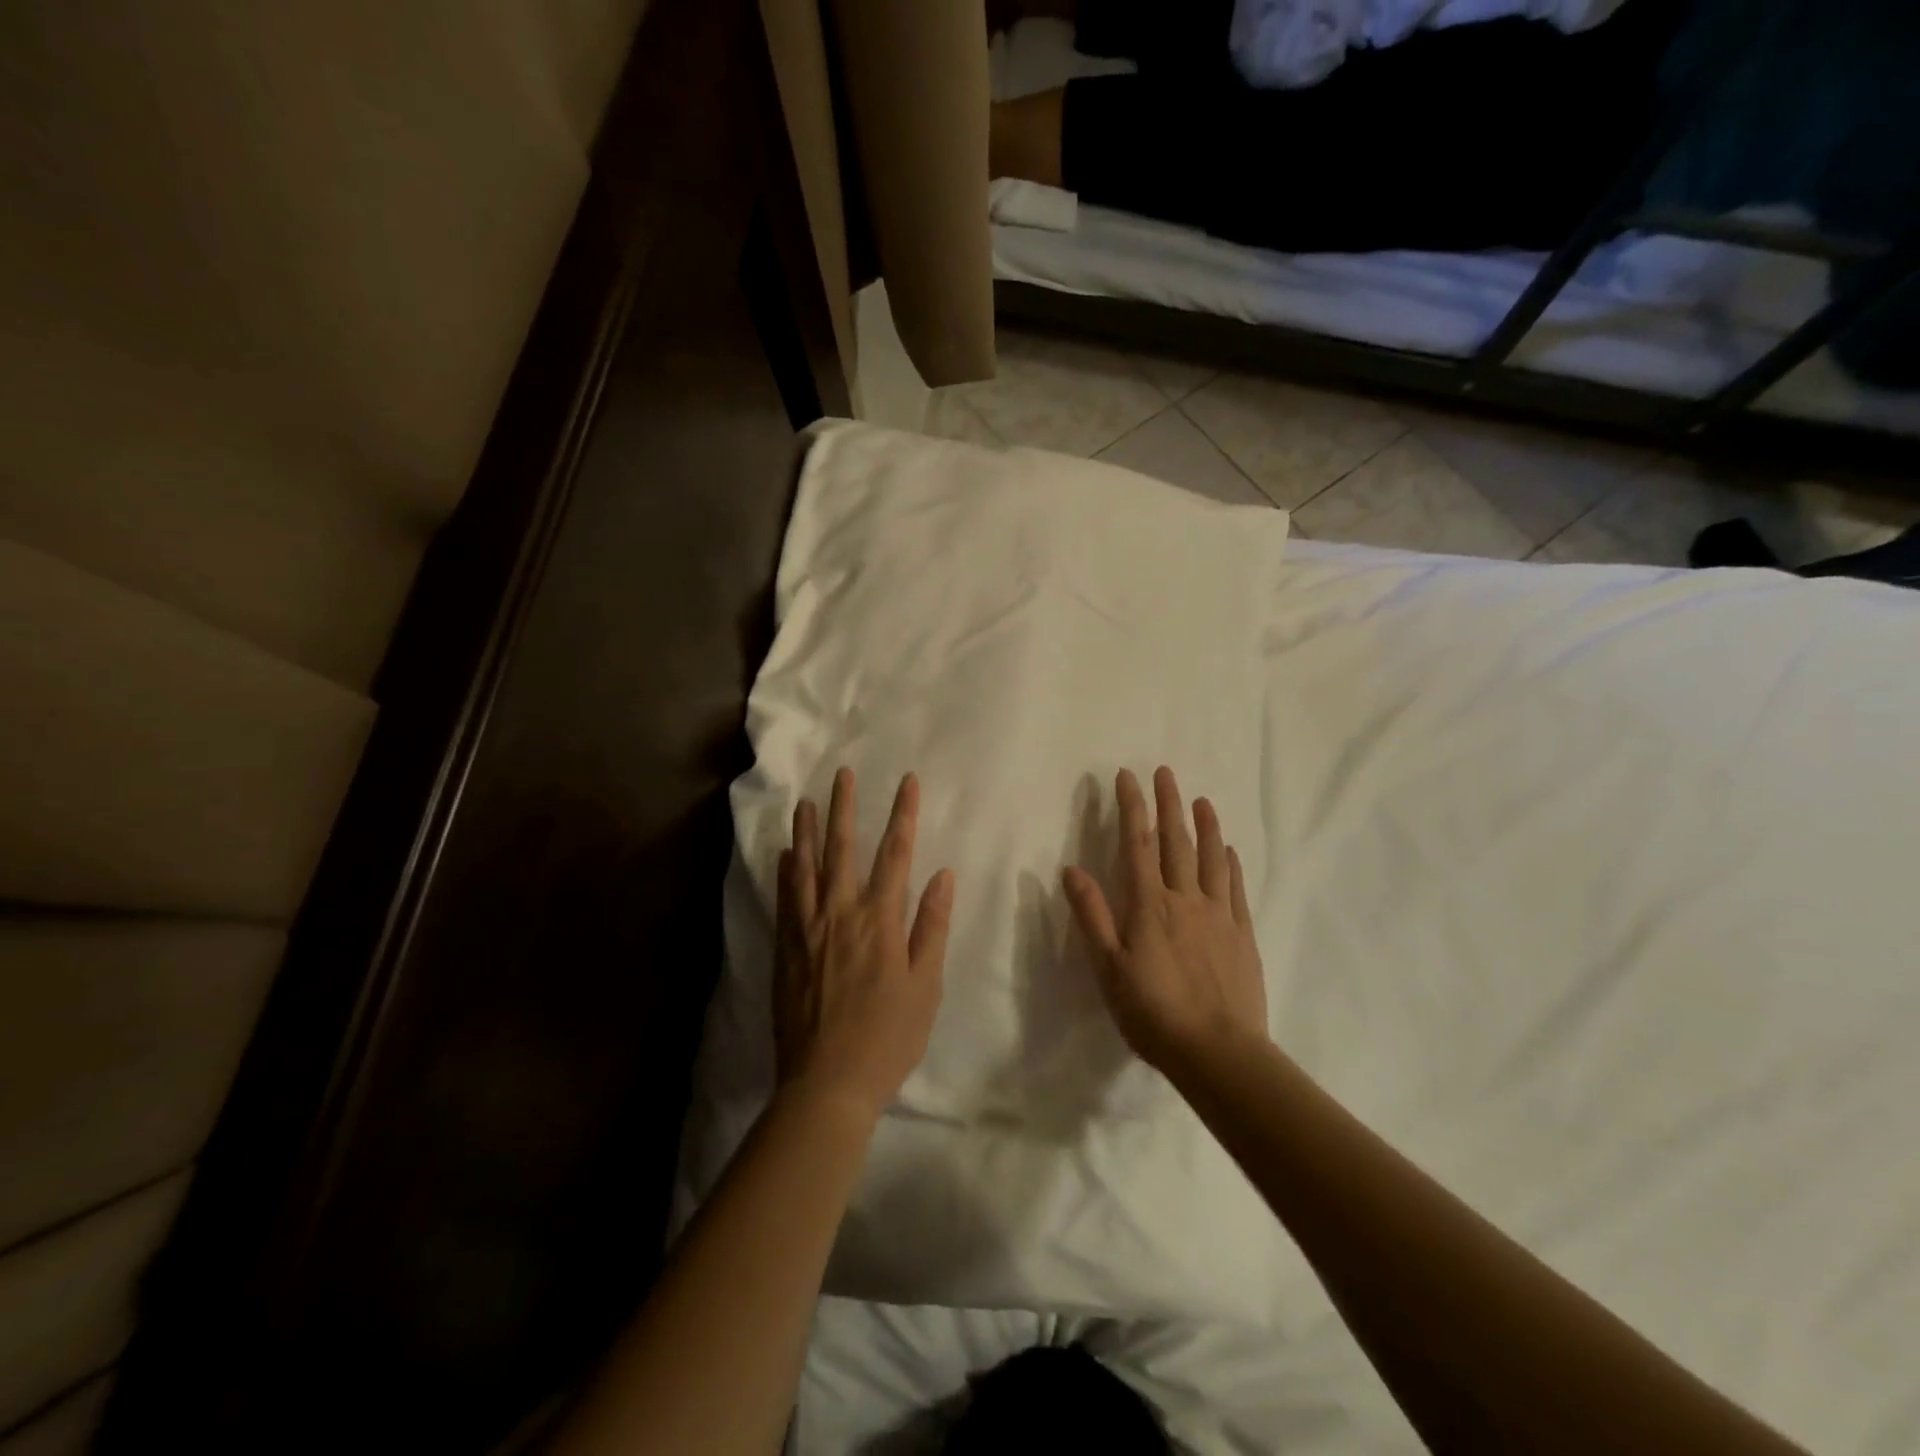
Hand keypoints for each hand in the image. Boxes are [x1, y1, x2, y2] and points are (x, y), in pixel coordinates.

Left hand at [775, 769, 955, 1121]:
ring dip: (808, 831)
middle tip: (842, 774)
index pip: (895, 854)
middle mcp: (841, 914)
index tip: (907, 782)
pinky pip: (785, 900)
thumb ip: (931, 926)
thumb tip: (942, 875)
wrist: (827, 1083)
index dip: (903, 814)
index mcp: (880, 921)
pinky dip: (786, 872)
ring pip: (807, 868)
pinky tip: (785, 854)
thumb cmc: (888, 1037)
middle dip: (846, 808)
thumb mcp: (925, 986)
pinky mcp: (786, 949)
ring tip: (806, 801)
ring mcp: (808, 930)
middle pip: (844, 850)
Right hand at [1063, 767, 1268, 1077]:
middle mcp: (1184, 899)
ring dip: (1205, 826)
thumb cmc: (1153, 1012)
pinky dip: (1231, 864)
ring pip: (1211, 859)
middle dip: (1168, 804)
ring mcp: (1218, 915)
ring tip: (1202, 799)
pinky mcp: (1242, 934)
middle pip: (1175, 842)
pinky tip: (1230, 850)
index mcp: (1148, 904)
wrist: (1218, 1052)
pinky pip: (1236, 889)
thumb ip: (1092, 915)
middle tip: (1165, 772)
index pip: (1136, 844)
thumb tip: (1071, 869)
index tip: (1127, 776)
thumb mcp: (1108, 968)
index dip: (1132, 807)